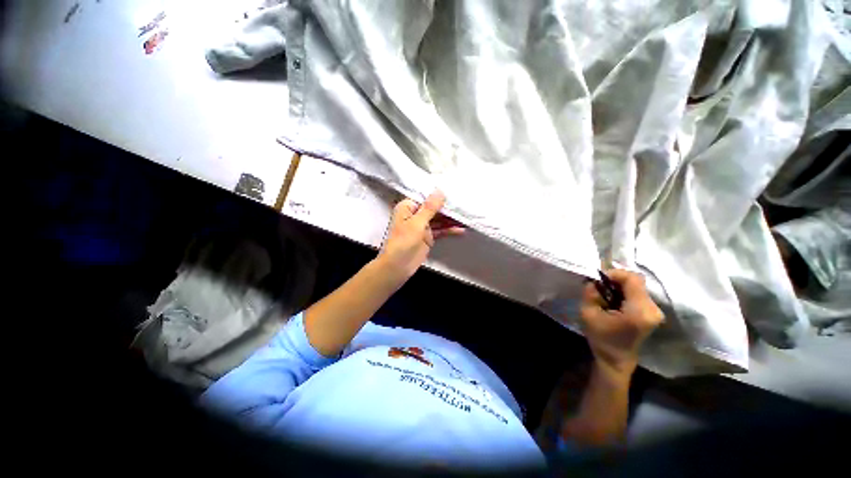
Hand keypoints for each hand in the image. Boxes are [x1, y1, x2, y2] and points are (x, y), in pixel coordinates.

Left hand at [377, 191, 463, 283]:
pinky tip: (461, 230)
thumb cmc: (403, 242)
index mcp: (408, 207)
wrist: (397, 267)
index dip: (439, 195)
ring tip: (466, 217)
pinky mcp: (428, 237)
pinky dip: (449, 230)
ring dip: (451, 219)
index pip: (425, 197)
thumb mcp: (417, 223)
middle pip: (434, 208)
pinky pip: (440, 230)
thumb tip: (440, 191)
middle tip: (464, 205)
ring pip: (439, 219)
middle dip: (448, 208)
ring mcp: (422, 226)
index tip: (454, 191)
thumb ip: (429, 208)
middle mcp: (415, 214)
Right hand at [580, 269, 663, 376]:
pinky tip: (613, 299)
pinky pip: (638, 293)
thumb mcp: (588, 313)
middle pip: (636, 281)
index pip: (632, 279)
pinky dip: (624, 291)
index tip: (599, 279)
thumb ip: (590, 293)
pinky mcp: (652, 312)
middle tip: (599, 286)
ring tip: (604, 294)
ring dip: (619, 285)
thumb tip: (594, 279)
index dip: (615, 273)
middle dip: (615, 279)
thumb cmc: (601, 338)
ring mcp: (655, 311)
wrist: (616, 359)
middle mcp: (652, 309)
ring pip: (637, 286)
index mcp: (639, 311)